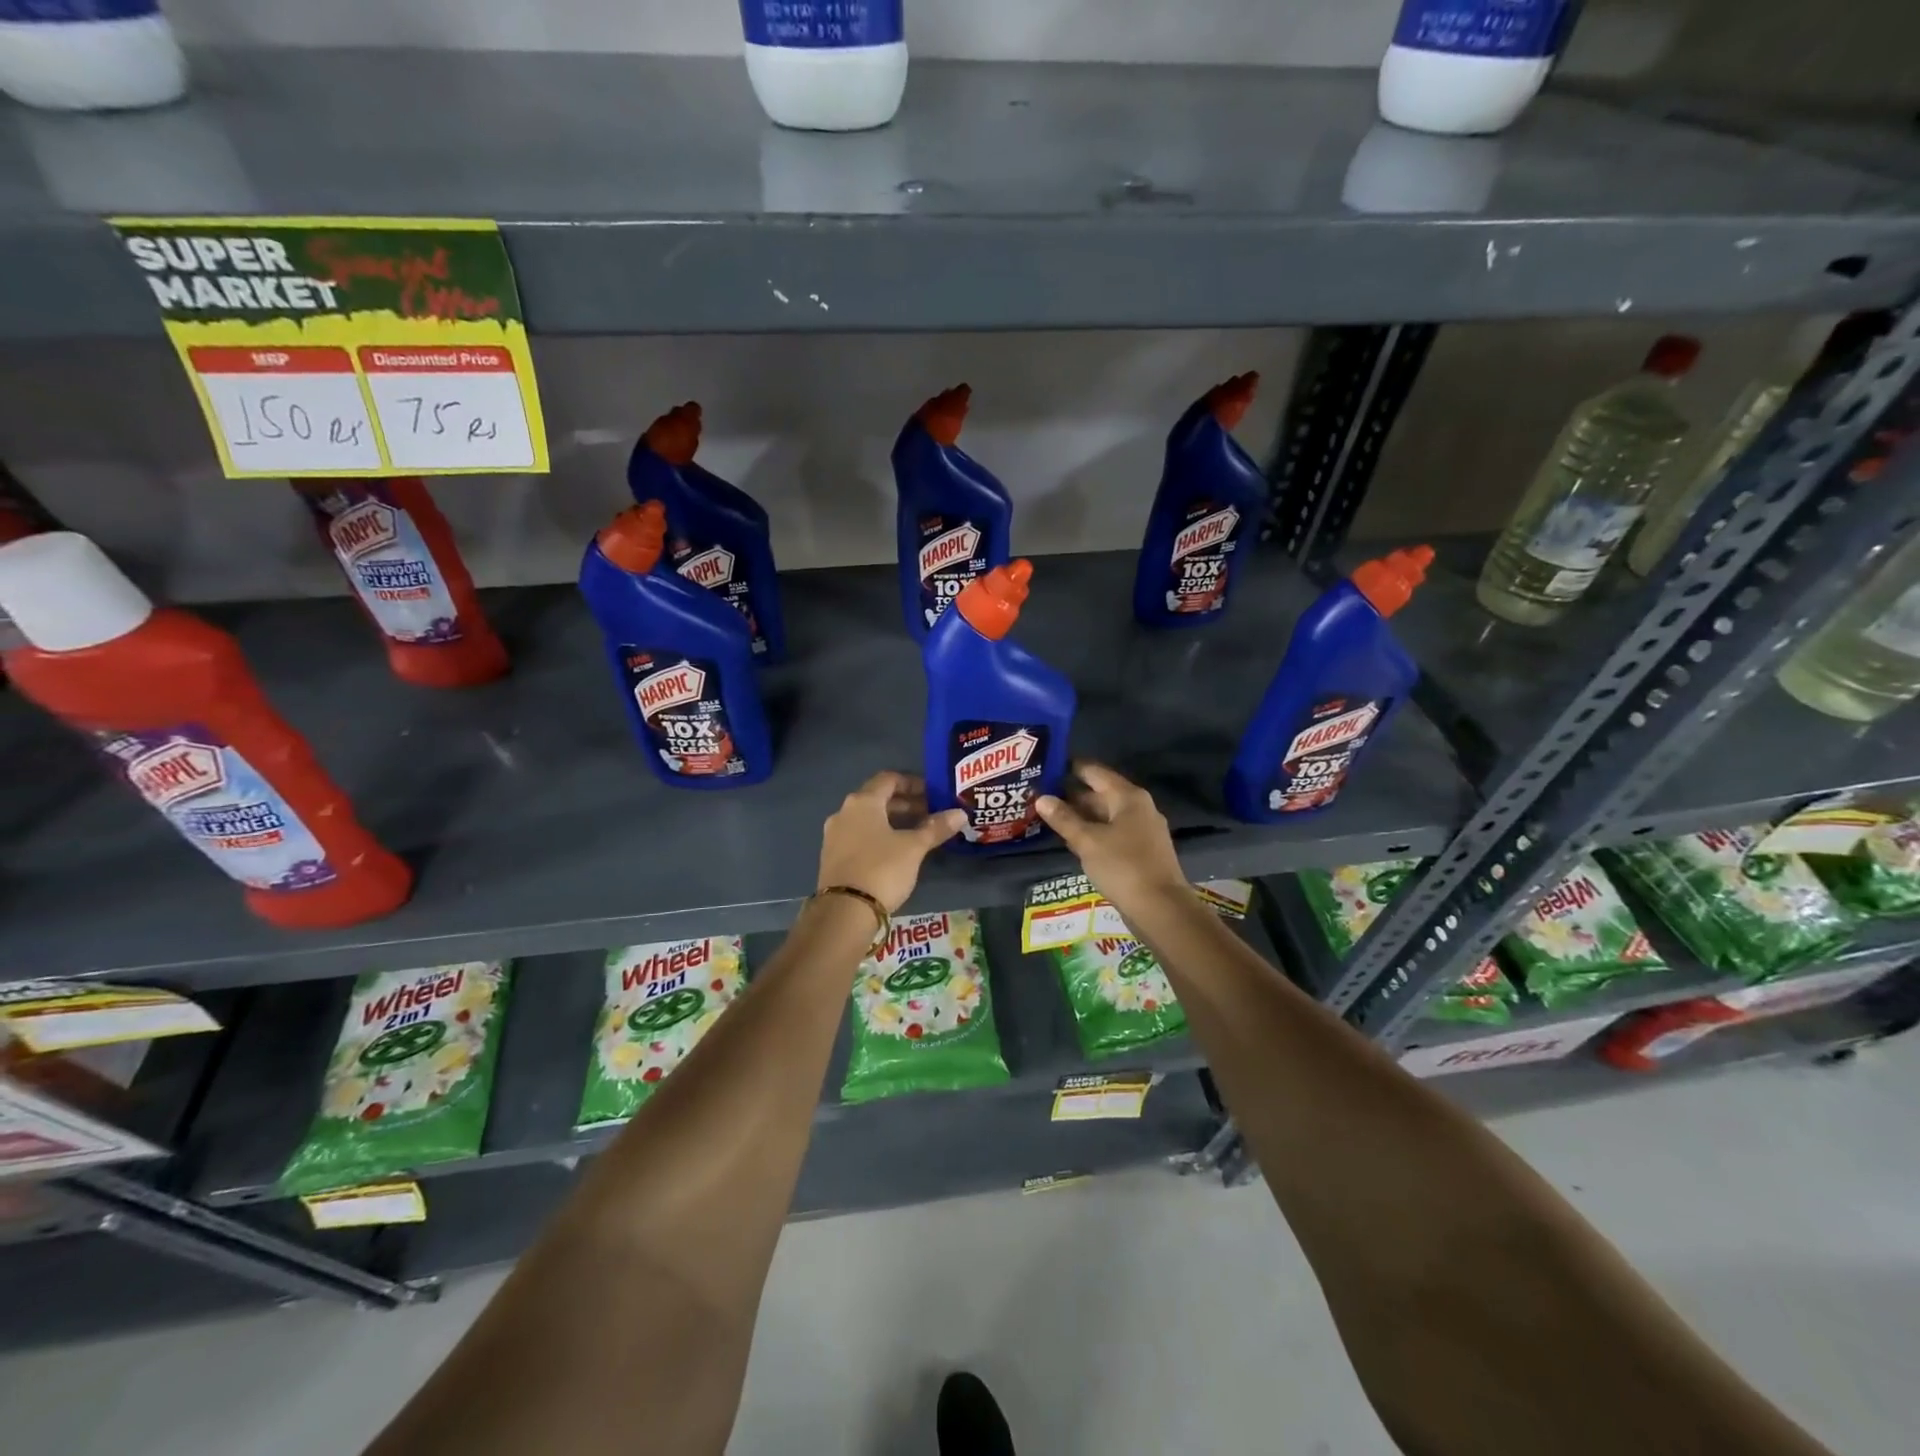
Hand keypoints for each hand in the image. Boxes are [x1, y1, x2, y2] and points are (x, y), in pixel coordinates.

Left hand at [816, 772, 966, 913]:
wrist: (844, 911)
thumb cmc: (882, 869)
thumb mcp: (914, 848)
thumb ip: (936, 828)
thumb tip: (960, 814)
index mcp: (862, 802)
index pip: (889, 779)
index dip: (913, 783)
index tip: (933, 794)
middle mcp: (844, 812)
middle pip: (878, 799)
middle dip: (906, 804)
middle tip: (930, 814)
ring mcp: (834, 835)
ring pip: (868, 819)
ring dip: (893, 821)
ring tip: (917, 833)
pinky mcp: (832, 857)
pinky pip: (859, 836)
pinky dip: (879, 836)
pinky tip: (896, 851)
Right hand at [1036, 762, 1187, 913]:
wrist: (1160, 908)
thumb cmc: (1123, 866)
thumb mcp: (1087, 841)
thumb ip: (1064, 818)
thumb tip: (1041, 798)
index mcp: (1128, 796)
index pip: (1094, 772)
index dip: (1069, 768)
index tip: (1045, 767)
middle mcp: (1138, 807)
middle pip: (1100, 793)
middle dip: (1071, 795)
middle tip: (1039, 794)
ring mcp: (1142, 830)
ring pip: (1105, 815)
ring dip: (1080, 816)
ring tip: (1048, 816)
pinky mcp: (1140, 851)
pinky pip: (1111, 833)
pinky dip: (1092, 833)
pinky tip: (1072, 840)